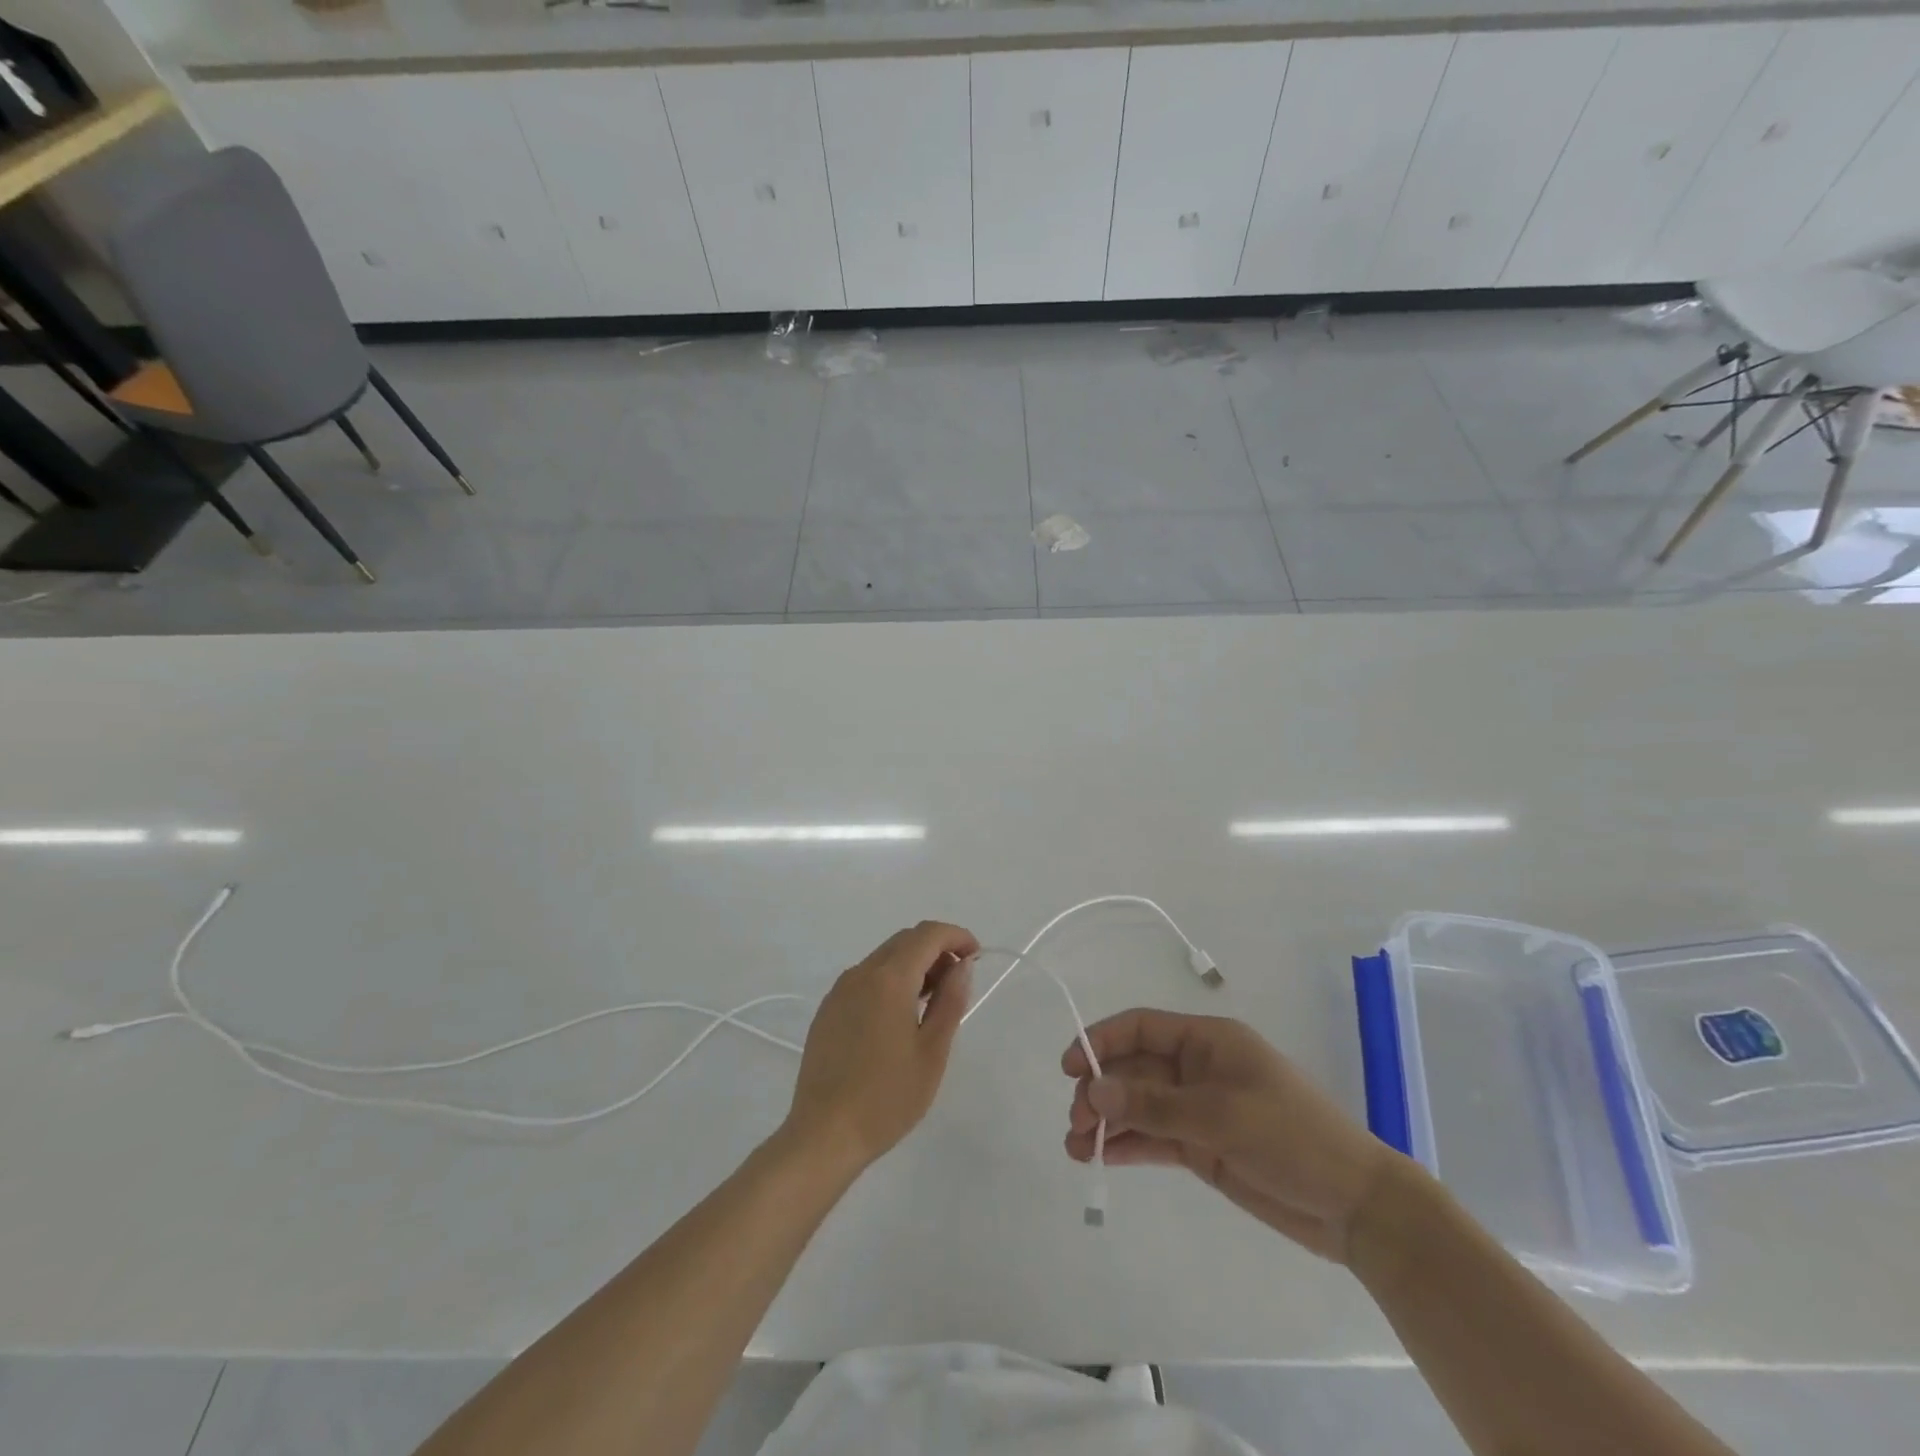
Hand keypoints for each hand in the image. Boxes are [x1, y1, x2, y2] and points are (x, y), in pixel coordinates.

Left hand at [783, 921, 978, 1176]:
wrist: (824, 1135)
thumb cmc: (887, 1097)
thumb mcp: (932, 1052)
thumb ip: (950, 1001)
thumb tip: (962, 965)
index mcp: (889, 979)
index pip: (927, 934)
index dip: (956, 936)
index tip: (976, 956)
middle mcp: (860, 974)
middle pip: (904, 941)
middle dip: (936, 950)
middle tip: (957, 982)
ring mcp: (839, 991)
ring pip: (883, 958)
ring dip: (912, 965)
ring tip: (932, 1002)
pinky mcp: (827, 1011)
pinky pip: (865, 979)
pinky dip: (890, 981)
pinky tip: (898, 1017)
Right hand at [1063, 1010, 1399, 1263]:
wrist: (1355, 1205)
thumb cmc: (1292, 1137)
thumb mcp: (1221, 1115)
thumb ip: (1155, 1106)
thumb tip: (1094, 1092)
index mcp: (1208, 1041)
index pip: (1141, 1028)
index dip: (1101, 1041)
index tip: (1069, 1067)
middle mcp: (1198, 1068)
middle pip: (1134, 1069)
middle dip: (1101, 1090)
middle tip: (1076, 1122)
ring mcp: (1199, 1109)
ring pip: (1140, 1106)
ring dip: (1108, 1122)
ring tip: (1076, 1147)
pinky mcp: (1203, 1147)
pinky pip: (1155, 1138)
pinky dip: (1128, 1145)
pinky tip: (1101, 1157)